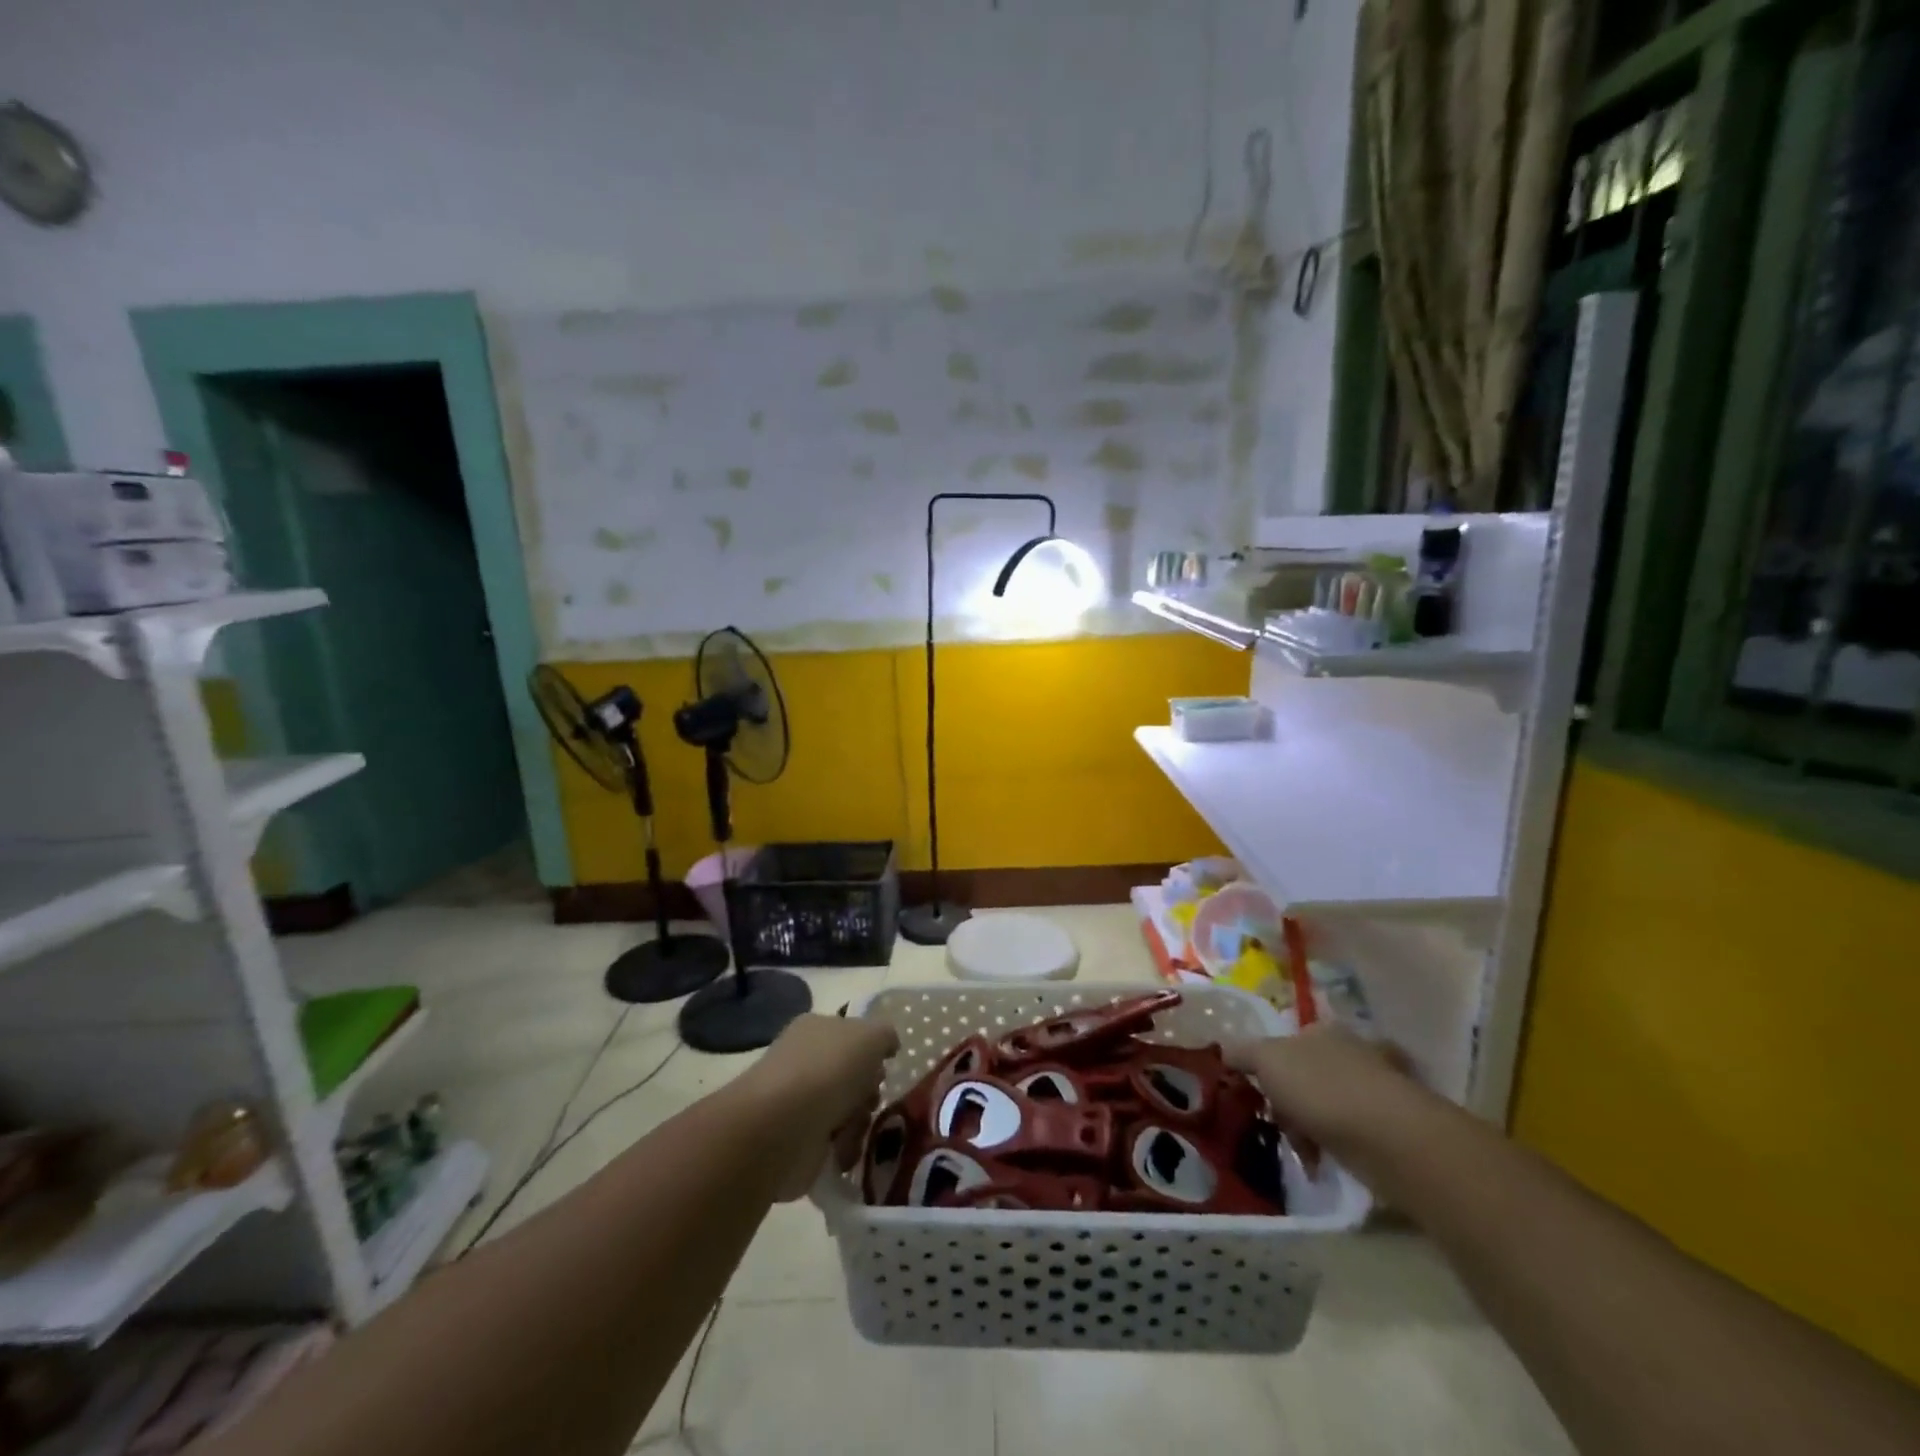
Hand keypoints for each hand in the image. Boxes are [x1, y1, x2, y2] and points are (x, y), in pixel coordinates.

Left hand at [738, 1013, 898, 1200]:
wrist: (782, 1126)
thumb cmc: (829, 1069)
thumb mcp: (871, 1035)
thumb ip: (885, 1036)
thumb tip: (888, 1046)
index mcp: (816, 1028)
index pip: (851, 1035)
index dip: (872, 1051)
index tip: (884, 1066)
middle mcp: (804, 1061)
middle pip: (852, 1076)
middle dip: (868, 1091)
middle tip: (870, 1100)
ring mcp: (798, 1102)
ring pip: (847, 1110)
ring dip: (859, 1122)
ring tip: (854, 1128)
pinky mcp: (798, 1141)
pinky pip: (834, 1143)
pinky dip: (844, 1148)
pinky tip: (842, 1149)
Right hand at [1225, 1022, 1415, 1153]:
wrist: (1388, 1138)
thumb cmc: (1321, 1088)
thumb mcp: (1266, 1060)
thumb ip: (1242, 1053)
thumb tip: (1225, 1052)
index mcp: (1321, 1030)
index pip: (1287, 1042)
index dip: (1267, 1066)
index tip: (1256, 1093)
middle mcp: (1350, 1052)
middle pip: (1305, 1075)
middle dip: (1288, 1102)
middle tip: (1277, 1125)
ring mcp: (1374, 1089)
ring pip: (1326, 1106)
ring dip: (1309, 1128)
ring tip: (1301, 1151)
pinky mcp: (1391, 1127)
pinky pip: (1349, 1134)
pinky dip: (1334, 1147)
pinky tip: (1323, 1162)